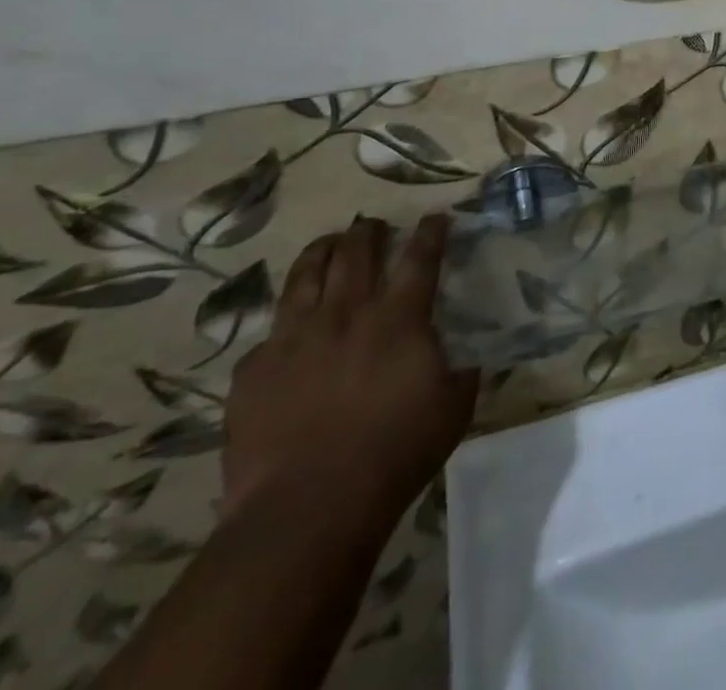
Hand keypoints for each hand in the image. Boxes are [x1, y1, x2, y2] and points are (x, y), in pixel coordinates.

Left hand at [222, 216, 478, 535]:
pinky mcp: (254, 370)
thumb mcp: (454, 409)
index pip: (420, 257)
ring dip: (322, 251)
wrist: (307, 508)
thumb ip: (463, 371)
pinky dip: (285, 322)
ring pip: (306, 274)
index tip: (436, 216)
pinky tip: (288, 329)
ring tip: (329, 244)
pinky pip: (269, 332)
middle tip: (374, 224)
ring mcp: (294, 337)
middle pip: (357, 251)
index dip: (430, 232)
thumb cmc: (395, 453)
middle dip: (369, 230)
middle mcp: (346, 313)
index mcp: (399, 317)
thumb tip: (471, 356)